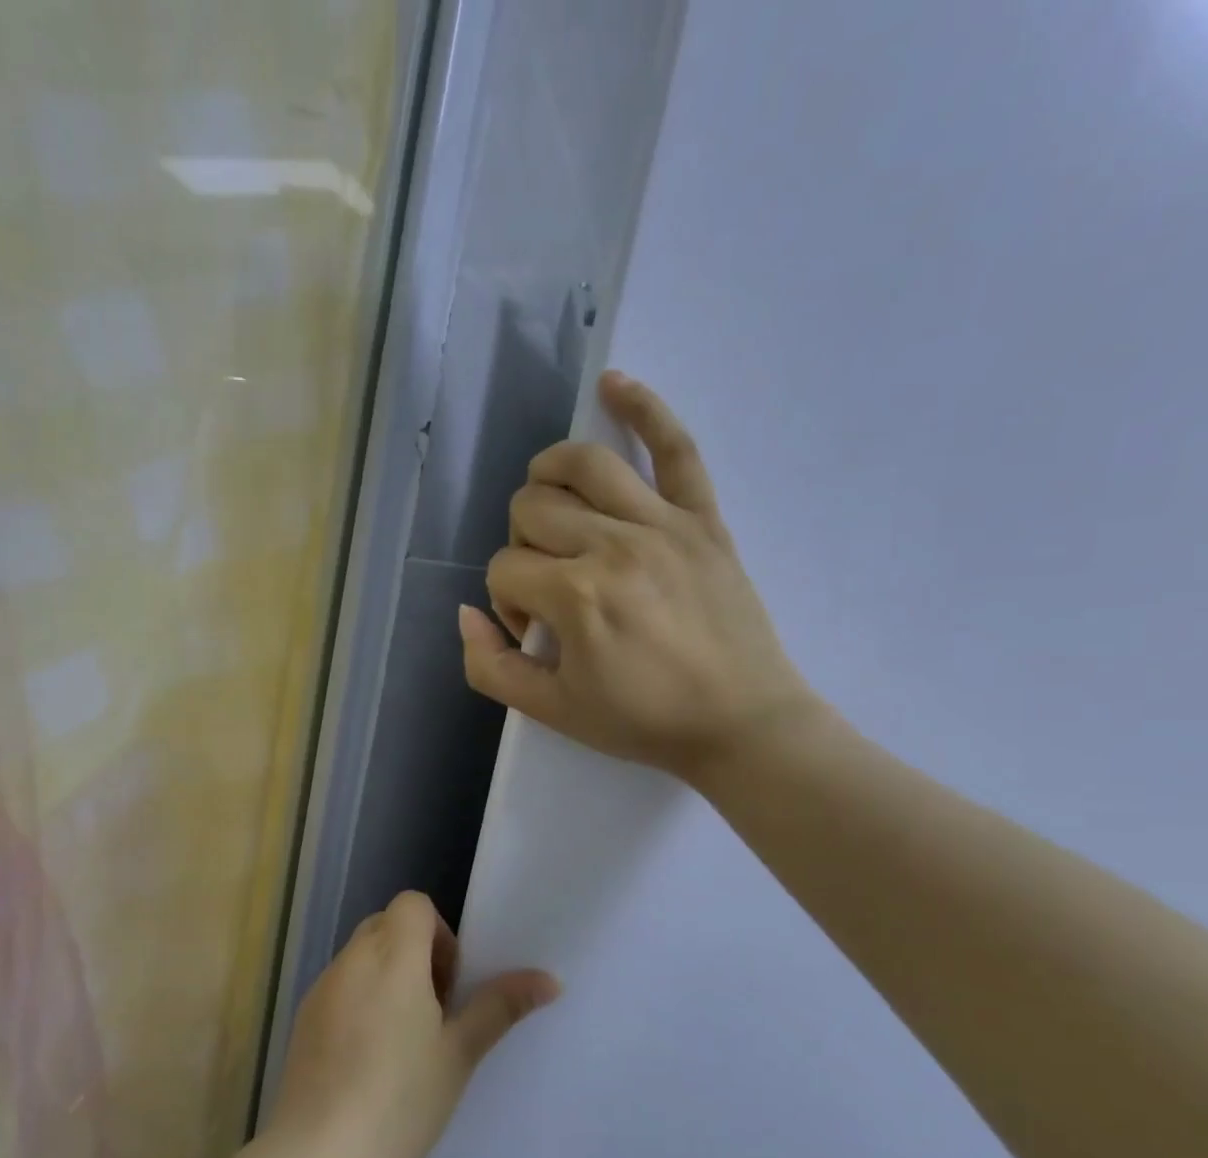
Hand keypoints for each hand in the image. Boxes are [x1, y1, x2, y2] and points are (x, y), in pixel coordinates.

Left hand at [266, 891, 559, 1157]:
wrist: (317, 1156)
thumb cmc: (400, 1100)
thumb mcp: (459, 1053)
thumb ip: (499, 1007)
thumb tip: (549, 980)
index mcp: (392, 956)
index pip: (413, 903)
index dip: (438, 933)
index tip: (449, 985)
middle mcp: (351, 960)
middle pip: (387, 924)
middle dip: (415, 952)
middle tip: (435, 1010)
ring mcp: (322, 988)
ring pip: (361, 956)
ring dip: (387, 976)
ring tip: (404, 1039)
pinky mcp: (304, 1016)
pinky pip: (340, 985)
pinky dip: (360, 999)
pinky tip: (369, 1058)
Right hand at [459, 371, 820, 784]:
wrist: (741, 722)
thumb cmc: (644, 721)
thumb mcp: (552, 712)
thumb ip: (490, 668)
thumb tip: (466, 613)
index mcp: (575, 597)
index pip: (504, 569)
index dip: (507, 602)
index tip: (537, 633)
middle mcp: (613, 545)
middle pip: (531, 509)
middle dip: (522, 546)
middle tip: (549, 587)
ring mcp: (663, 523)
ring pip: (583, 464)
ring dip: (547, 475)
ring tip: (549, 502)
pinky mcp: (703, 517)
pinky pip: (675, 447)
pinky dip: (643, 408)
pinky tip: (613, 385)